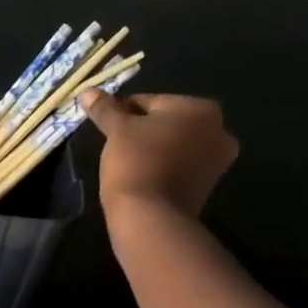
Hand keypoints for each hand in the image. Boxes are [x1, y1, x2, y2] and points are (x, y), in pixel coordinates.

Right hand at [78, 90, 238, 217]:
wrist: (151, 216)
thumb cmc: (136, 162)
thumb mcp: (117, 130)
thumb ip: (106, 109)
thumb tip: (88, 91)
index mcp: (200, 108)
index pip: (150, 101)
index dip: (124, 113)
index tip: (107, 128)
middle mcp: (218, 129)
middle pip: (167, 122)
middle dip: (144, 130)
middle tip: (117, 145)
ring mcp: (217, 160)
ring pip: (175, 144)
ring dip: (154, 148)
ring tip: (128, 162)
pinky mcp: (209, 185)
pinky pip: (180, 165)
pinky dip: (163, 166)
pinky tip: (143, 176)